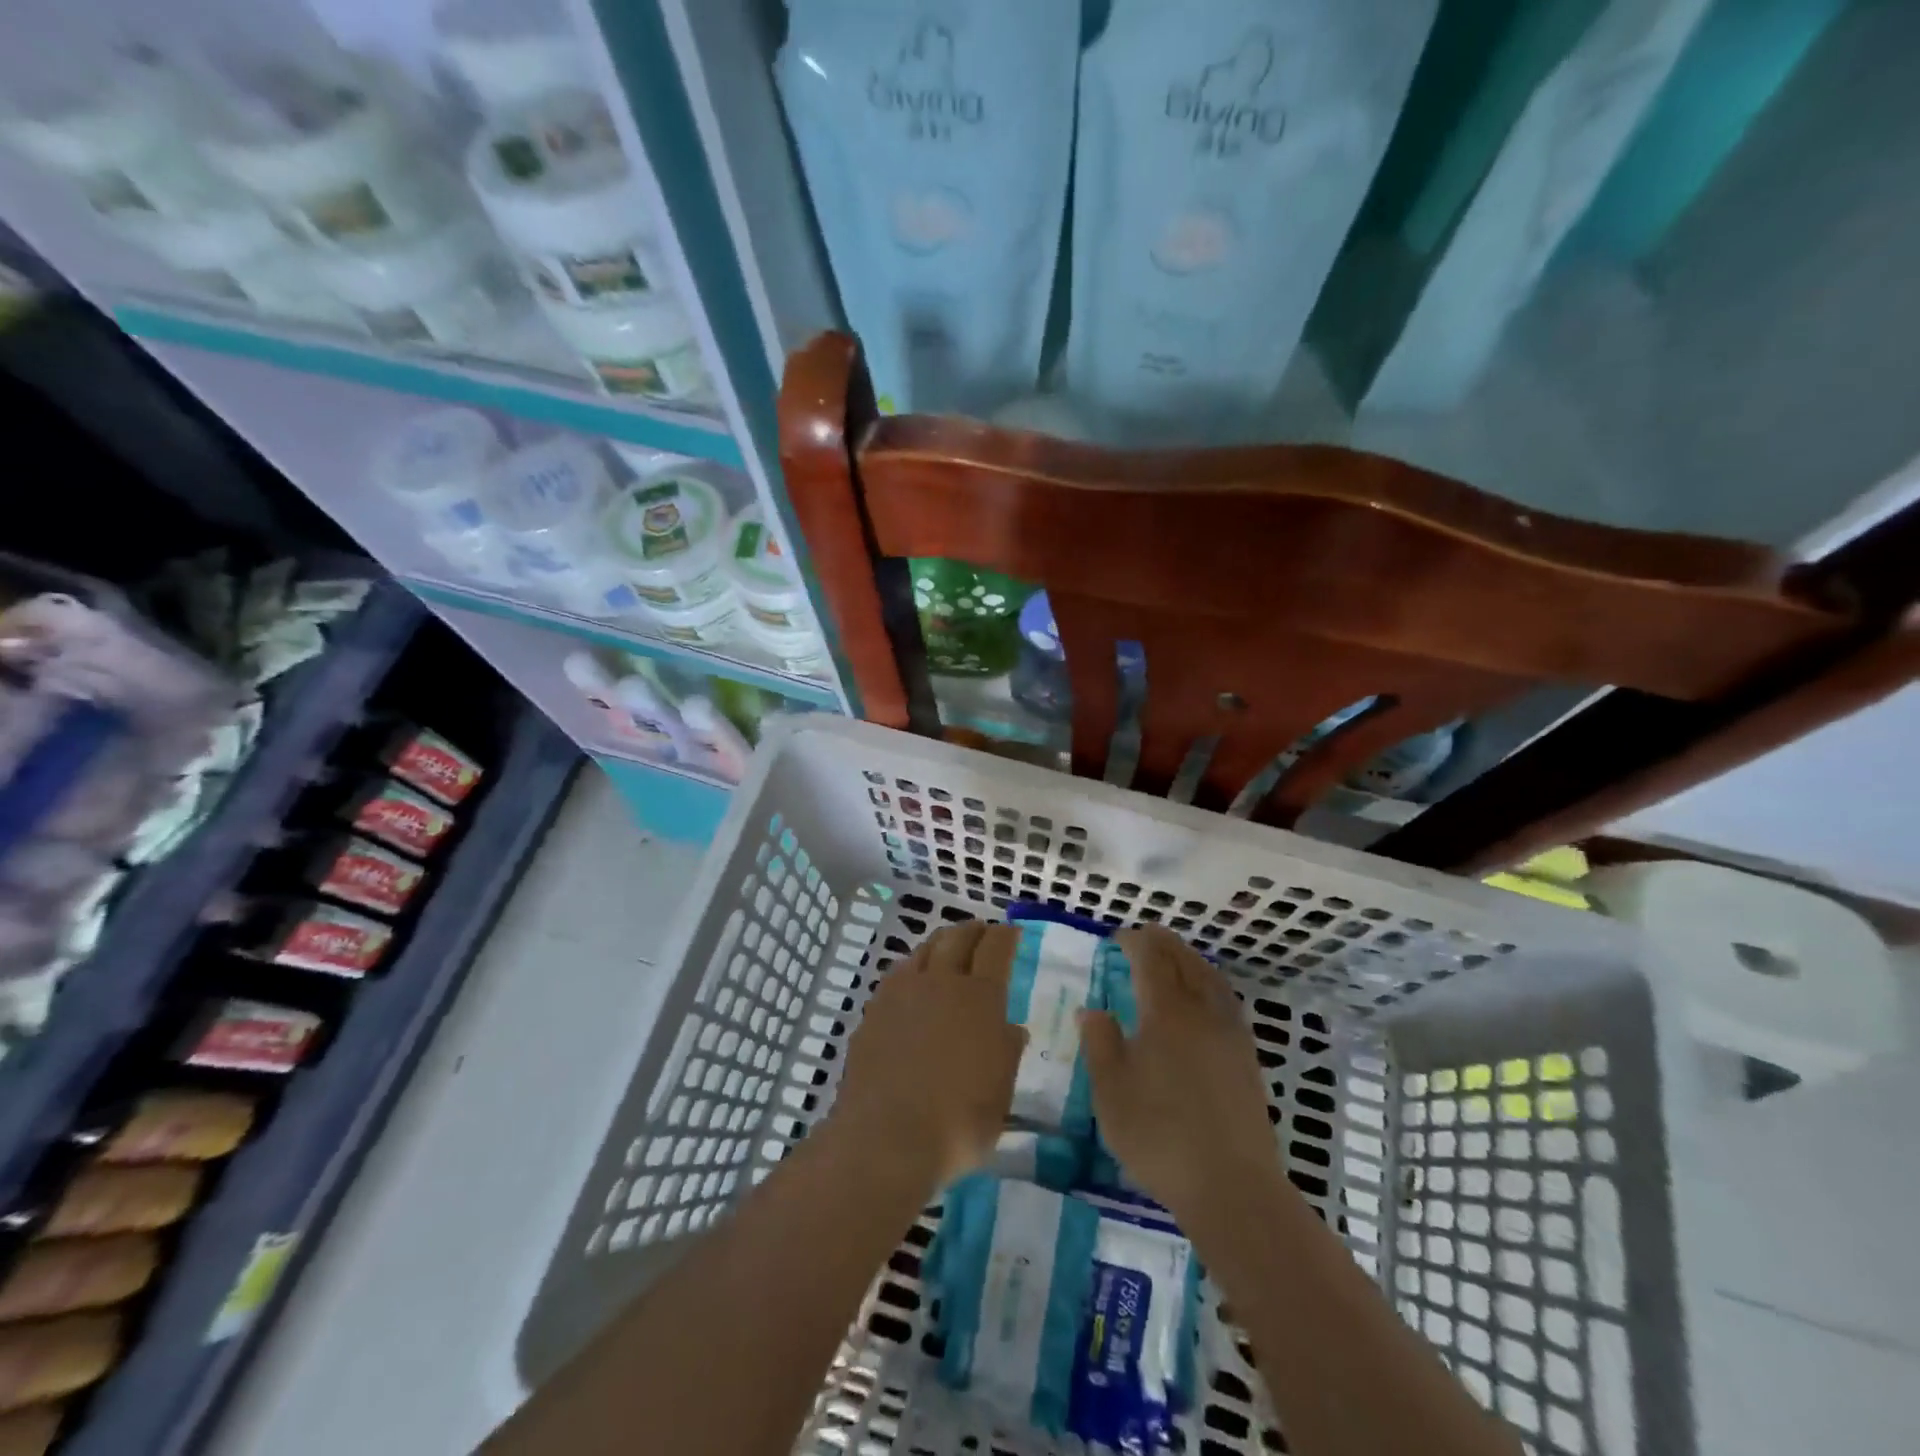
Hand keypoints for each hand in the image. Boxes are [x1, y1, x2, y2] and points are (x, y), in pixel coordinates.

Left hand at [831, 921, 1024, 1190]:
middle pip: (957, 938)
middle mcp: (940, 982)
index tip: (1012, 932)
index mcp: (979, 997)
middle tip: (982, 932)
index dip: (1005, 935)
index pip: (995, 948)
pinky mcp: (874, 1010)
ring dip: (941, 943)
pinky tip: (913, 983)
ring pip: (923, 950)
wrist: (886, 1137)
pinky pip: (898, 974)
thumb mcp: (1000, 1092)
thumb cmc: (957, 1121)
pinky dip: (913, 968)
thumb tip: (1012, 1028)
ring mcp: (902, 993)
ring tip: (948, 949)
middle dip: (973, 930)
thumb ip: (1007, 1053)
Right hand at [1079, 925, 1281, 1220]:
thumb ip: (1101, 1044)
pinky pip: (1227, 1001)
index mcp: (1167, 1013)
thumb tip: (1093, 1010)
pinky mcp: (1247, 1059)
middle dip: (1164, 943)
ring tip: (1175, 957)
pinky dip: (1210, 984)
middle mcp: (1202, 1013)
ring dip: (1191, 959)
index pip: (1151, 960)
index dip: (1135, 942)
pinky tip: (1205, 1000)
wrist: (1231, 1187)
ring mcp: (1231, 1035)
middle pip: (1185, 962)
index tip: (1118, 937)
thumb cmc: (1160, 1135)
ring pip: (1211, 980)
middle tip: (1146, 935)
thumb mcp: (1111, 1092)